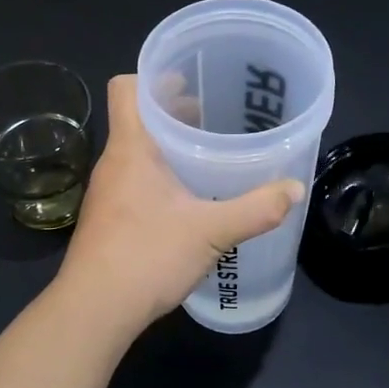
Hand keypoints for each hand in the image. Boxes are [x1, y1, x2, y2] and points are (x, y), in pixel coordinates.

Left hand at [58, 75, 303, 332]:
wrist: (94, 310)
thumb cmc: (146, 256)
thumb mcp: (210, 231)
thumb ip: (255, 209)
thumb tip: (294, 189)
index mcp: (131, 148)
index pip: (127, 88)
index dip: (153, 76)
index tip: (189, 80)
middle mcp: (114, 163)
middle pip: (138, 118)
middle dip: (173, 111)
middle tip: (213, 114)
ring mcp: (108, 192)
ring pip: (138, 151)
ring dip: (168, 145)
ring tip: (207, 153)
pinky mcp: (110, 218)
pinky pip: (136, 179)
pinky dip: (161, 175)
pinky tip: (188, 198)